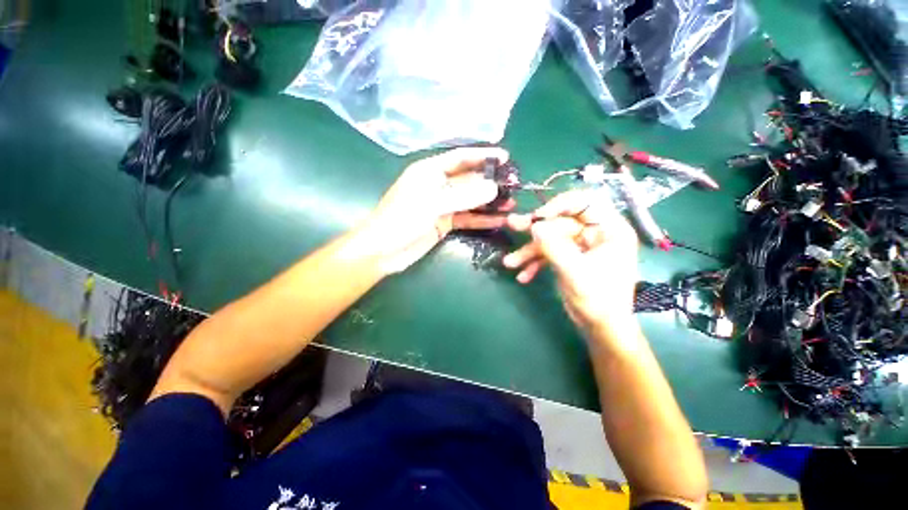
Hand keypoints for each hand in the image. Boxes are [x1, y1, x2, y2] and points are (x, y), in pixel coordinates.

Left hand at [357, 147, 514, 273]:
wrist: (383, 251)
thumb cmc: (401, 220)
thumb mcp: (432, 204)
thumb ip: (463, 195)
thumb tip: (493, 188)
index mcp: (430, 171)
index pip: (460, 158)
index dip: (482, 156)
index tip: (505, 157)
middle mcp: (438, 185)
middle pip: (469, 180)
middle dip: (490, 182)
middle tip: (513, 185)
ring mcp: (442, 205)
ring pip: (470, 200)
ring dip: (489, 202)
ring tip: (511, 204)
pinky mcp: (445, 223)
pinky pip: (467, 218)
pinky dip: (482, 219)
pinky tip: (498, 220)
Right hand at [503, 190, 639, 334]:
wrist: (600, 328)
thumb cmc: (599, 300)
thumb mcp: (575, 272)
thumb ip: (553, 247)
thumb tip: (534, 226)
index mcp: (609, 230)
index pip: (585, 202)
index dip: (560, 204)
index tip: (538, 217)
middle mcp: (595, 233)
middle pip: (561, 221)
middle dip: (535, 229)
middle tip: (512, 225)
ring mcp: (580, 246)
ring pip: (551, 238)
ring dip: (529, 251)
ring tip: (509, 262)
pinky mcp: (569, 258)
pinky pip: (549, 253)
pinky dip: (535, 263)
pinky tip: (523, 275)